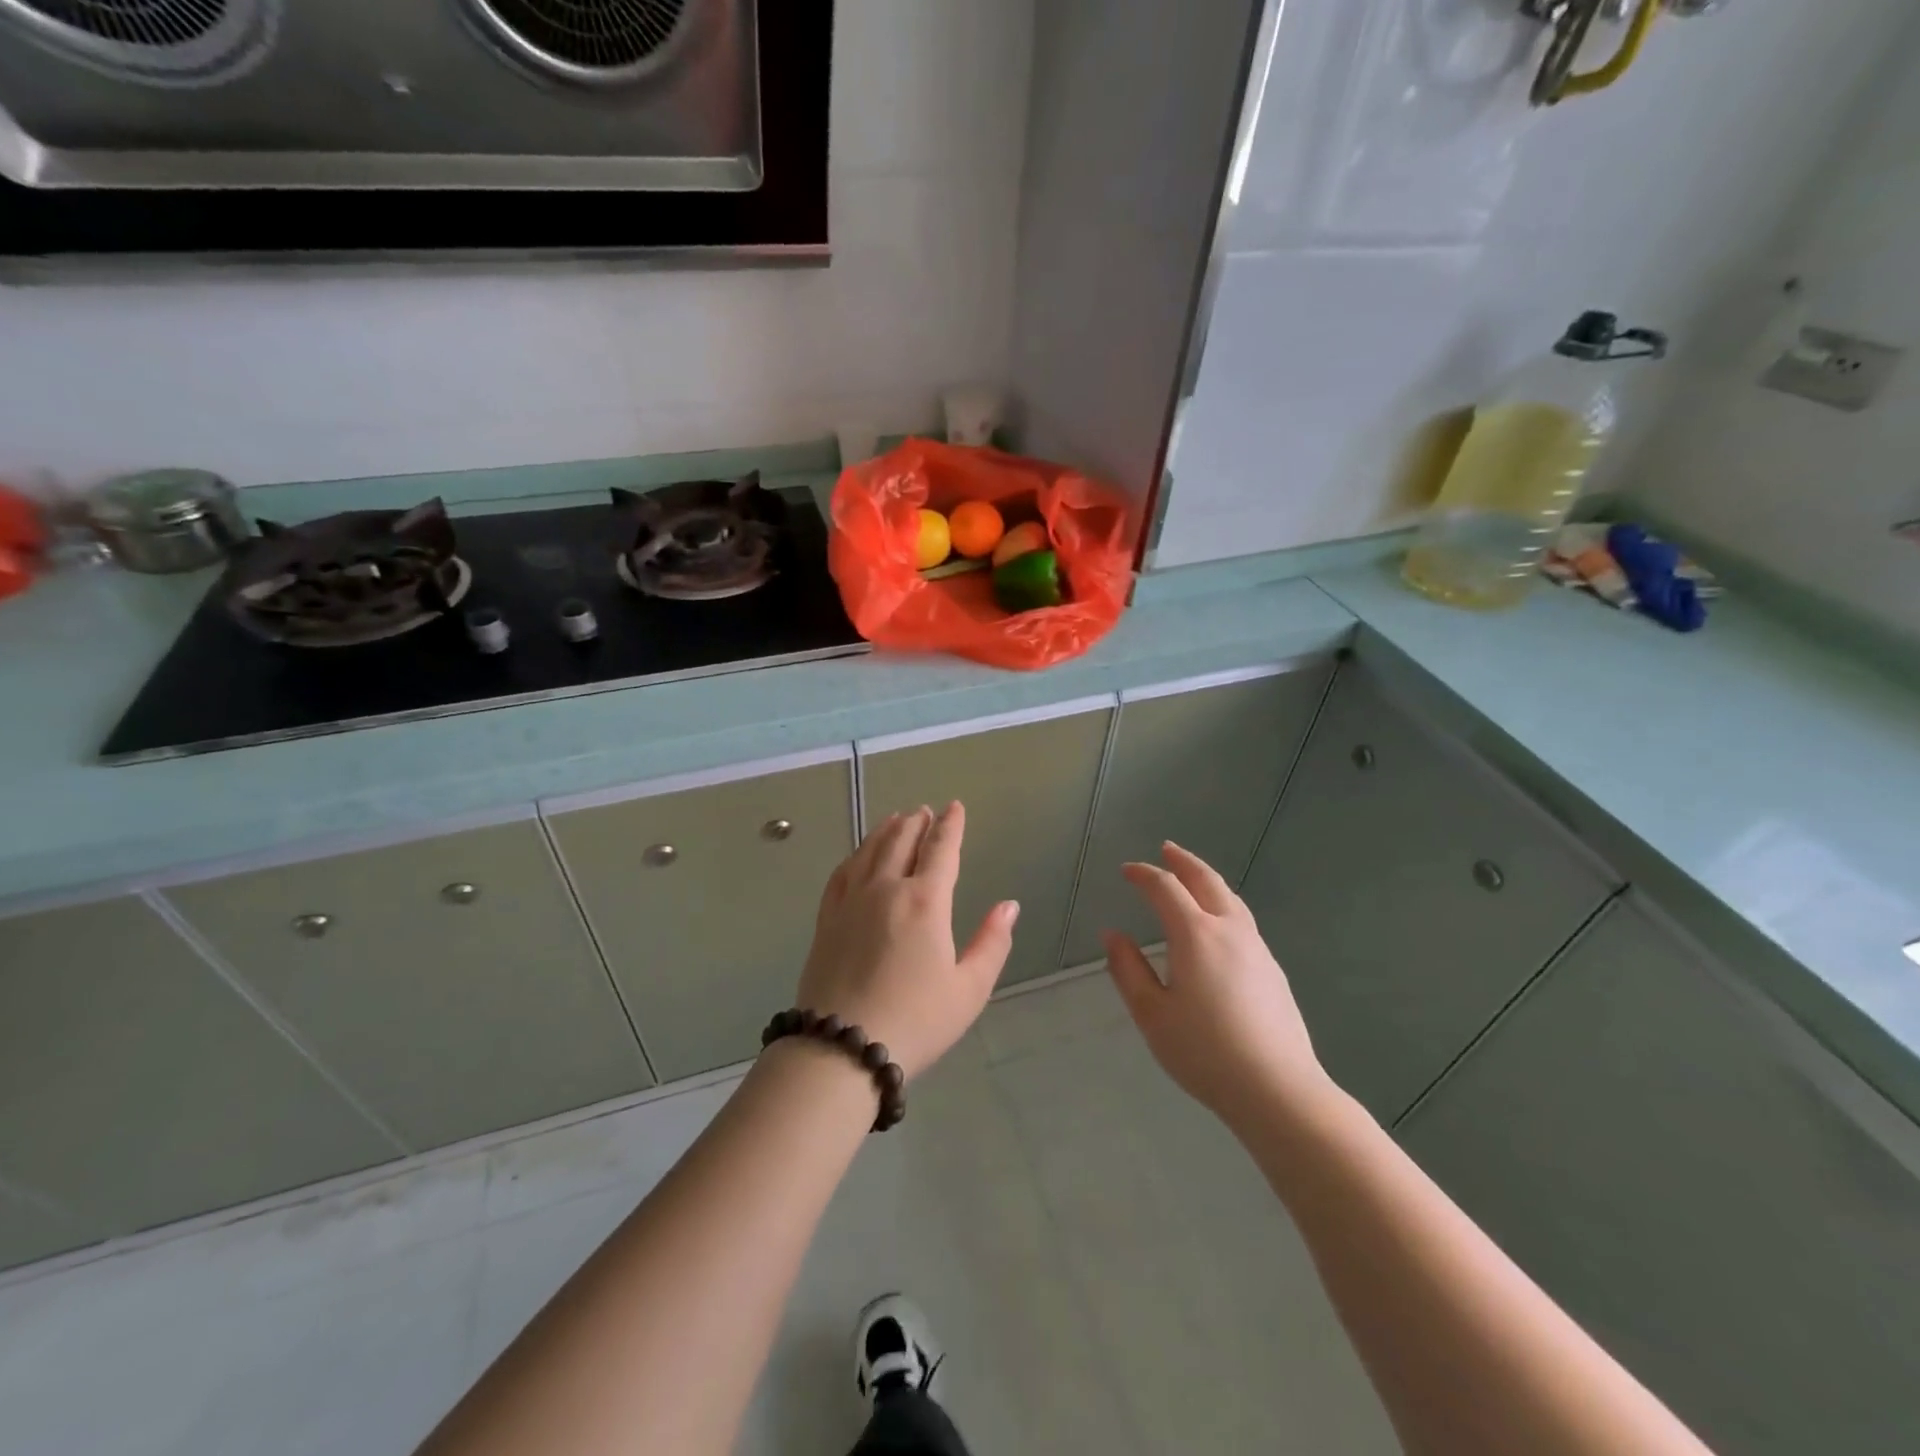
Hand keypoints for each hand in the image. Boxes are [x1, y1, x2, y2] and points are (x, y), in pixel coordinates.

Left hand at [796, 802, 1018, 1078]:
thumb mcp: (969, 989)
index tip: (955, 807)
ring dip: (885, 831)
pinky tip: (858, 856)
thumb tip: (1008, 906)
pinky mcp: (827, 920)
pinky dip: (855, 856)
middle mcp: (886, 890)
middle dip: (917, 823)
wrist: (841, 1048)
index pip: (941, 850)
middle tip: (925, 811)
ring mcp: (851, 902)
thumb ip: (992, 943)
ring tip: (895, 819)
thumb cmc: (916, 1020)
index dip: (951, 826)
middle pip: (901, 842)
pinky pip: (841, 874)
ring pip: (869, 852)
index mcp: (925, 902)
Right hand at [1104, 842, 1333, 1128]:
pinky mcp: (1273, 970)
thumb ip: (1128, 970)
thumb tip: (1113, 935)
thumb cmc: (1205, 1052)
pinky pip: (1243, 920)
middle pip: (1206, 881)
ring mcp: (1257, 949)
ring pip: (1231, 899)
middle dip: (1183, 862)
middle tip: (1166, 850)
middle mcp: (1229, 930)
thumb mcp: (1152, 1014)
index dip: (1144, 875)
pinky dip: (1224, 905)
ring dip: (1207, 880)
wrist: (1278, 1090)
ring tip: (1193, 878)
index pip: (1165, 888)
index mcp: (1195, 935)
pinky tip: (1219, 924)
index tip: (1127, 871)